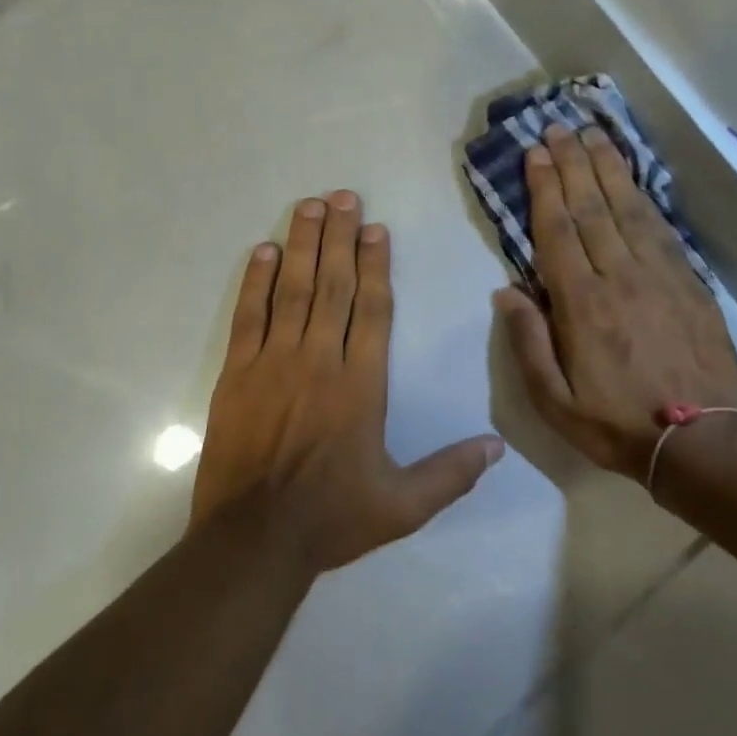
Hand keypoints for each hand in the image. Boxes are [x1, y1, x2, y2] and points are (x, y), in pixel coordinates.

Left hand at [194, 191, 503, 571]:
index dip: (376, 264)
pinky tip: (264, 251)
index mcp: (361, 385)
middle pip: (334, 286)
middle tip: (342, 195)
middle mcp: (320, 361)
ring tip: (308, 206)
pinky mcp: (237, 374)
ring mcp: (274, 363)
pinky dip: (255, 281)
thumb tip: (499, 447)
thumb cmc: (331, 518)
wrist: (253, 540)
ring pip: (292, 290)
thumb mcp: (403, 506)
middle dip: (339, 237)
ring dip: (302, 245)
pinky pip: (248, 316)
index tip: (375, 228)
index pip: (373, 309)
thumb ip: (451, 473)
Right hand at [495, 126, 736, 480]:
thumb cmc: (617, 424)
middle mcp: (621, 277)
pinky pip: (661, 230)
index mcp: (583, 305)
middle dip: (572, 164)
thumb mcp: (554, 401)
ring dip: (609, 169)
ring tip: (594, 136)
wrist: (703, 442)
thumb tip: (506, 291)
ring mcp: (661, 276)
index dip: (545, 188)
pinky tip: (633, 181)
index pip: (558, 231)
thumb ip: (527, 343)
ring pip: (629, 209)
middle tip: (558, 128)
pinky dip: (643, 198)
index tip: (535, 153)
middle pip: (593, 208)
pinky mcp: (691, 284)